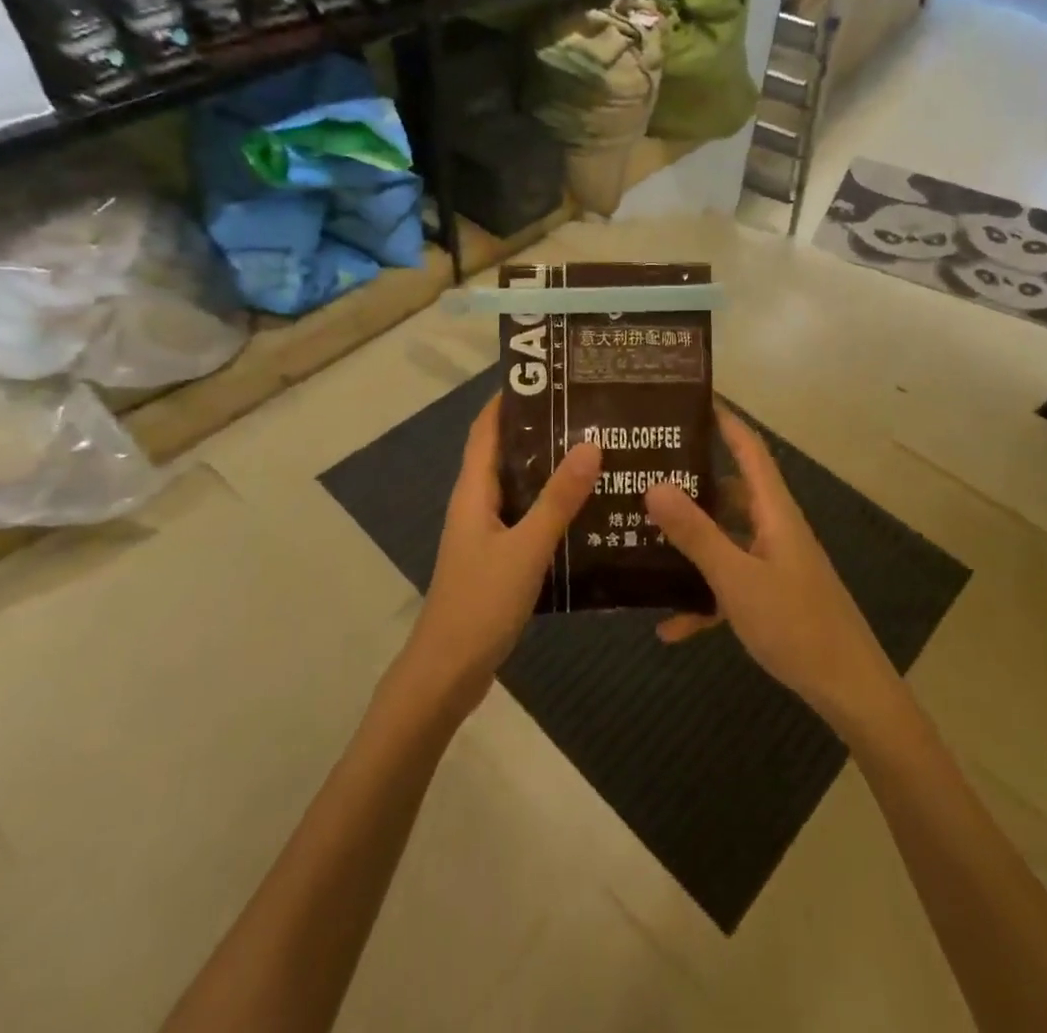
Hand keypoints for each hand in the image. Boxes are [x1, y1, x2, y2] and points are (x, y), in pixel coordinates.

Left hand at [403, 395, 599, 716]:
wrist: (449, 671)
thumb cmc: (481, 602)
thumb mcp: (526, 548)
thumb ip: (558, 499)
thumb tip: (590, 443)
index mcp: (473, 491)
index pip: (487, 429)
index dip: (510, 398)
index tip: (549, 375)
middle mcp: (477, 503)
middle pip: (506, 453)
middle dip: (541, 430)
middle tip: (589, 411)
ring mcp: (487, 532)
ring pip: (520, 487)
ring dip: (550, 468)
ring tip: (597, 451)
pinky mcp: (499, 558)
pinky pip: (527, 517)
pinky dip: (552, 505)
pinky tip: (587, 509)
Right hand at [645, 407, 897, 731]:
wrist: (848, 690)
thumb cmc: (795, 624)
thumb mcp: (737, 578)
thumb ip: (696, 534)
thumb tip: (655, 485)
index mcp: (774, 511)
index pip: (749, 448)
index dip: (725, 420)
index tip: (690, 400)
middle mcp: (774, 527)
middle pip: (730, 491)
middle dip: (691, 481)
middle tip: (646, 473)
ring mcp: (773, 562)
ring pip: (725, 538)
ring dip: (691, 541)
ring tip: (643, 536)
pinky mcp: (771, 595)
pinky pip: (729, 583)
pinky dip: (702, 597)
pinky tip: (669, 625)